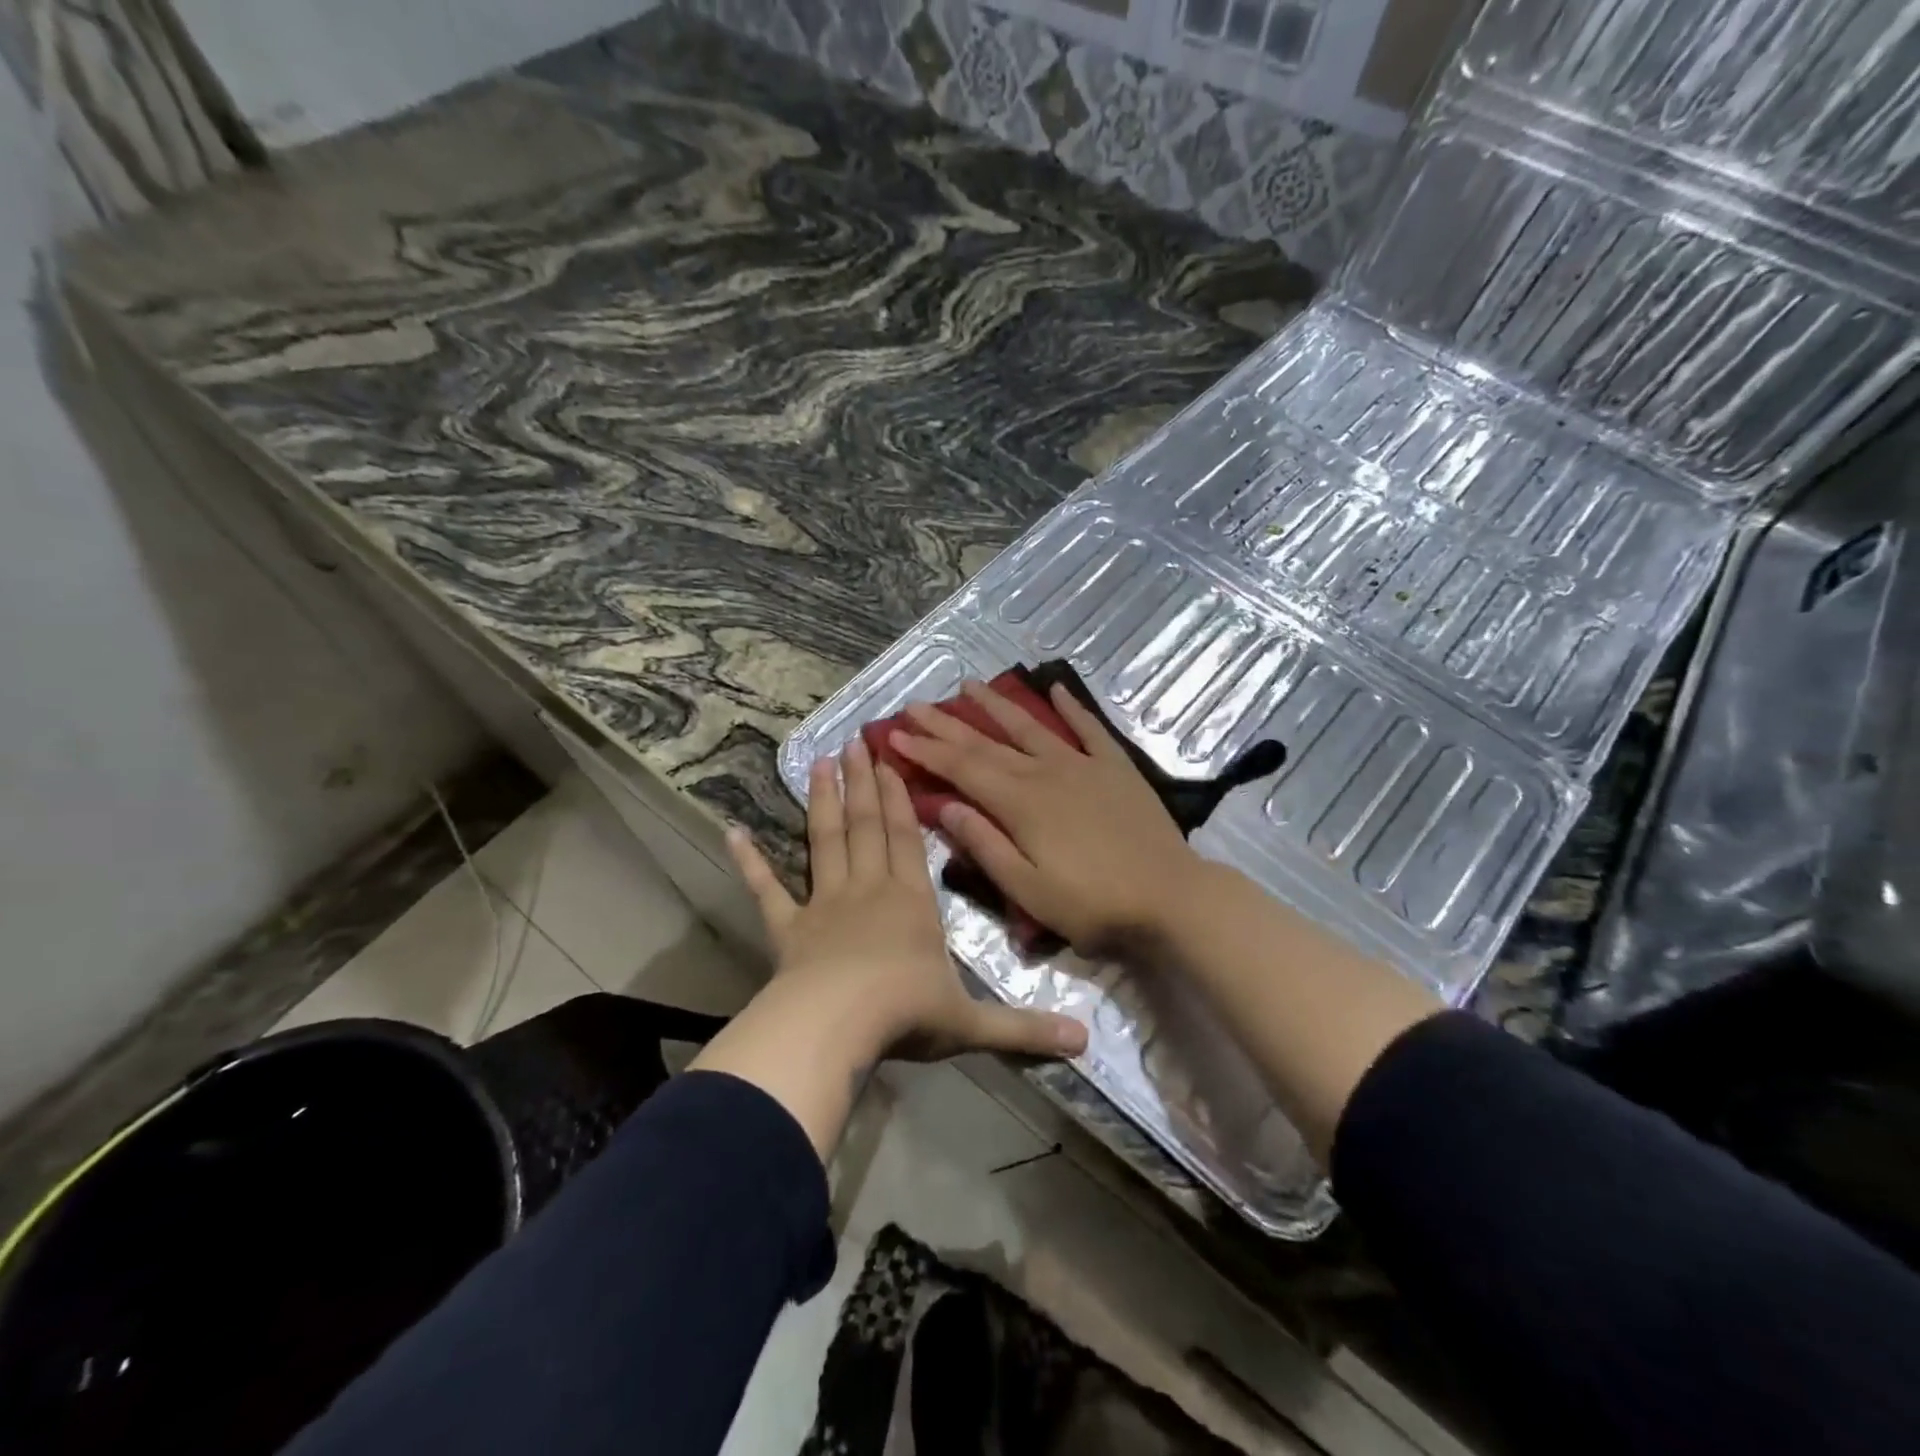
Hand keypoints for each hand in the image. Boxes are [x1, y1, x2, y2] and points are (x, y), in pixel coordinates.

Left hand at [725, 739, 1087, 1065]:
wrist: (839, 1026)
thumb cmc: (907, 1014)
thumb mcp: (972, 1024)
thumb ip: (1025, 1029)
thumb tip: (1084, 1042)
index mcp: (911, 902)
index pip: (906, 838)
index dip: (899, 798)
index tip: (889, 761)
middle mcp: (868, 890)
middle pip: (865, 825)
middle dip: (862, 782)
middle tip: (854, 742)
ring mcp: (824, 904)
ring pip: (825, 840)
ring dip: (822, 801)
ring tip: (819, 762)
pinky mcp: (788, 928)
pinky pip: (767, 889)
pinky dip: (750, 861)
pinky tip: (733, 832)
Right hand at [888, 680, 1209, 952]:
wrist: (1170, 897)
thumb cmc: (1093, 904)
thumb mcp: (1028, 889)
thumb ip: (985, 845)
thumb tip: (945, 805)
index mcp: (1019, 803)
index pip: (962, 768)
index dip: (926, 750)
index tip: (895, 734)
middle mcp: (1045, 772)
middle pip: (986, 742)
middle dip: (946, 724)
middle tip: (914, 706)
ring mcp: (1082, 765)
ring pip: (1029, 726)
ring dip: (996, 704)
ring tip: (968, 684)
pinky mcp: (1115, 768)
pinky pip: (1088, 729)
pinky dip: (1070, 708)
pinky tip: (1055, 688)